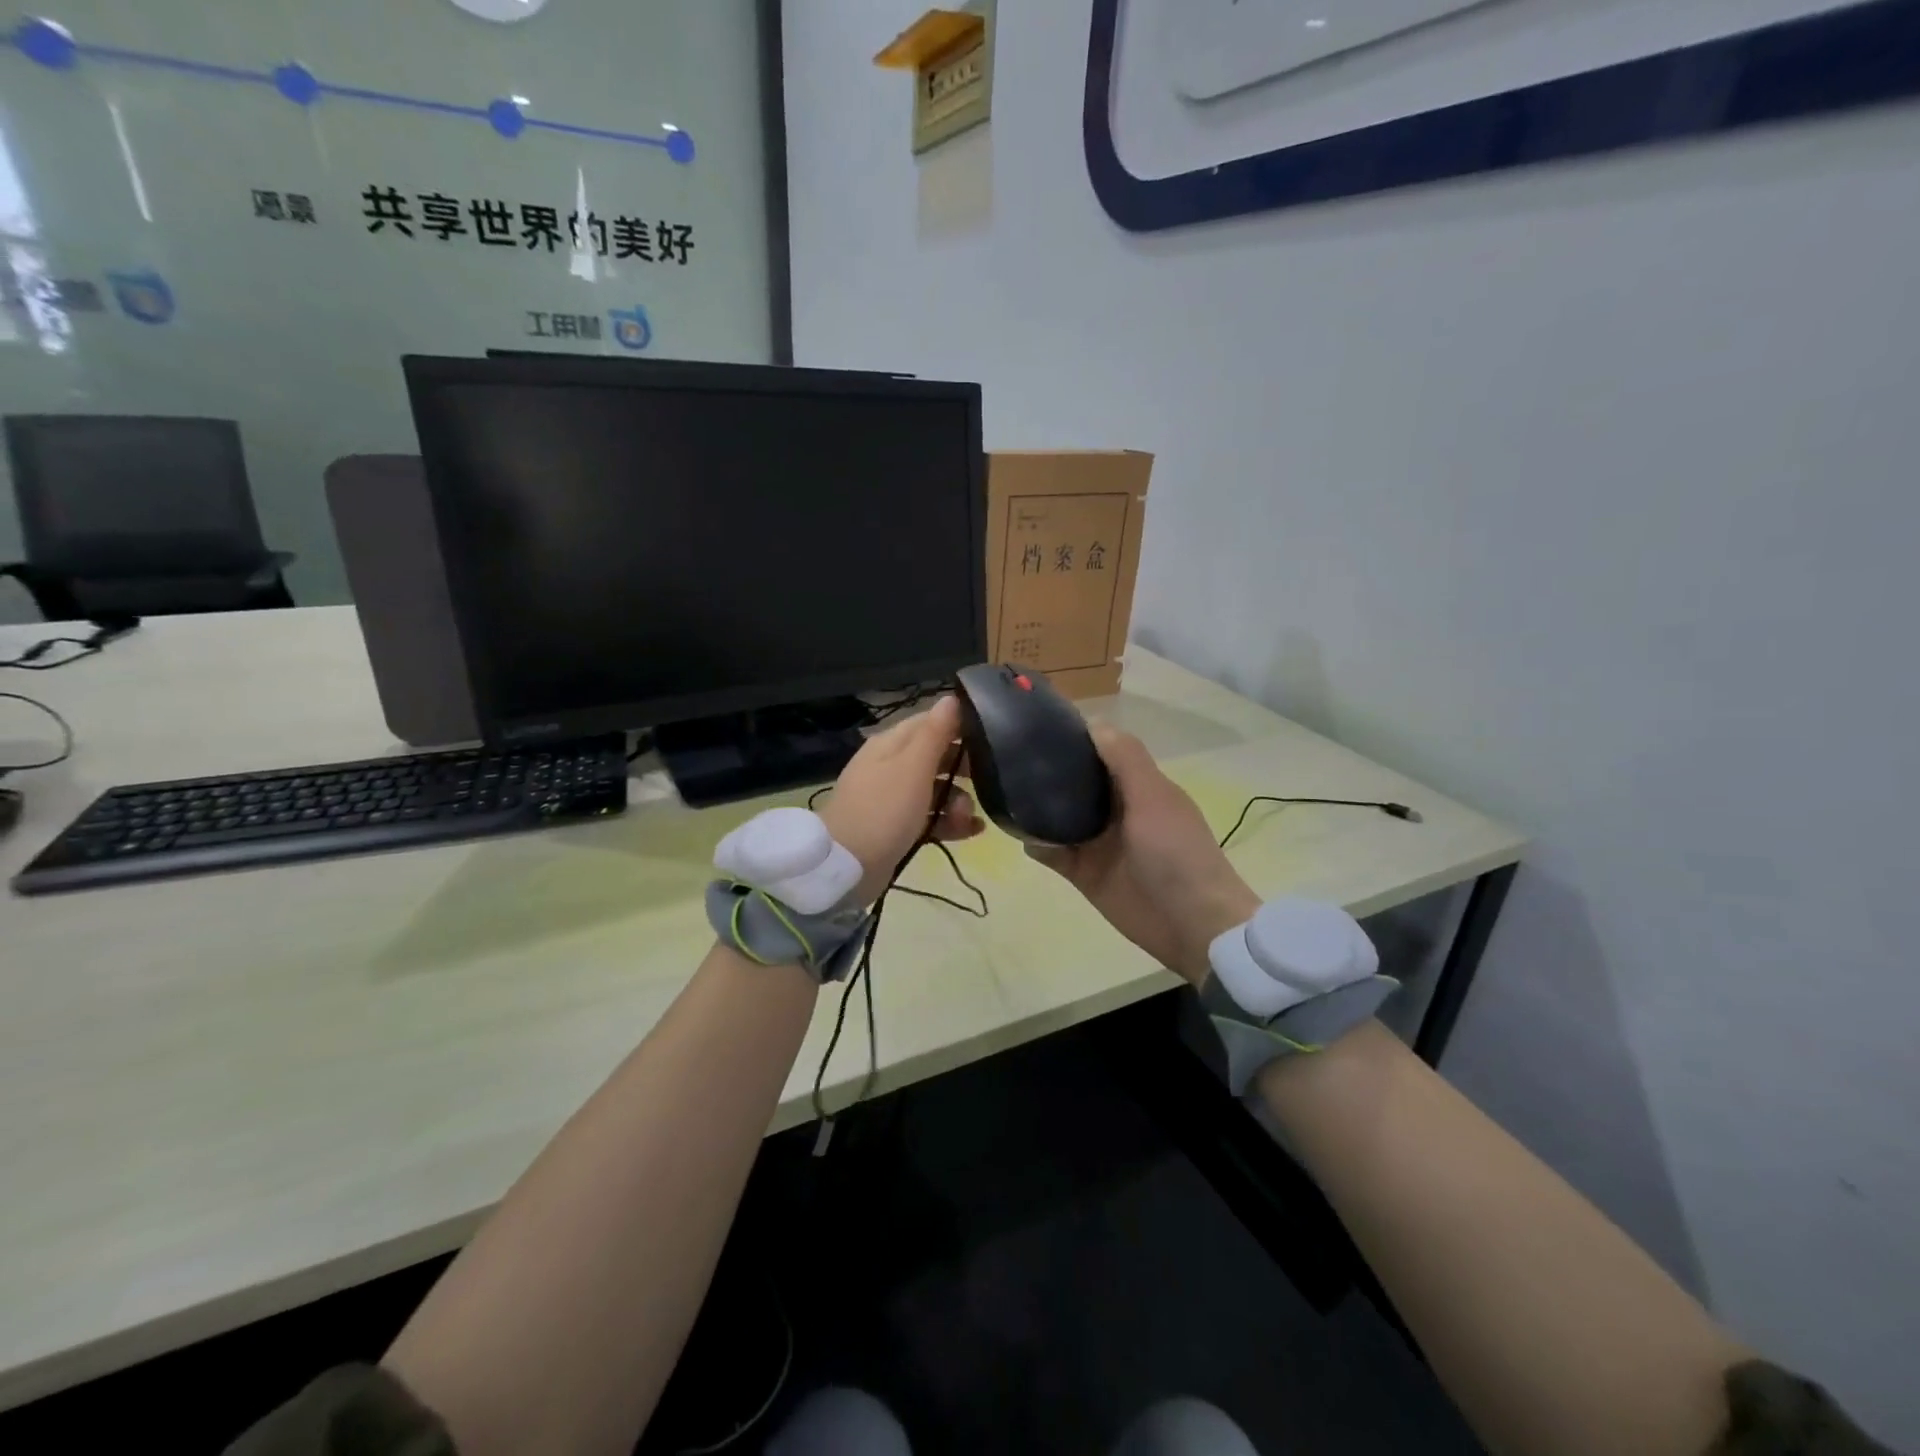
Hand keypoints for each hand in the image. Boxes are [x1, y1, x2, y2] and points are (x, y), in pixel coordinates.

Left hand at [817, 697, 983, 905]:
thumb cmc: (882, 810)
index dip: (959, 727)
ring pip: (935, 790)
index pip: (930, 722)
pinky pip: (930, 818)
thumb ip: (935, 733)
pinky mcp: (897, 828)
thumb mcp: (912, 767)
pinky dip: (950, 822)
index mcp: (891, 744)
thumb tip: (951, 698)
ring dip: (958, 800)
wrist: (845, 867)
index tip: (990, 737)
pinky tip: (973, 831)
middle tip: (987, 779)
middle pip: (936, 757)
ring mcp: (892, 799)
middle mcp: (891, 766)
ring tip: (969, 817)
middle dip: (962, 769)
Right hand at [1027, 726, 1259, 985]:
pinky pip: (1052, 852)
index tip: (1036, 724)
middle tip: (1008, 758)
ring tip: (1003, 793)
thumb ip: (1125, 759)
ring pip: (1057, 816)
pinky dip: (1036, 843)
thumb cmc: (1176, 853)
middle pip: (1074, 782)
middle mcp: (1114, 808)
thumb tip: (1091, 723)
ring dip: (1035, 808)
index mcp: (1136, 785)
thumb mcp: (1154, 796)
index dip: (1073, 738)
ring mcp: (1097, 842)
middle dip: (1046, 771)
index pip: (1099, 751)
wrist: (1192, 924)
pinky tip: (1020, 835)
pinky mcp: (1083, 872)